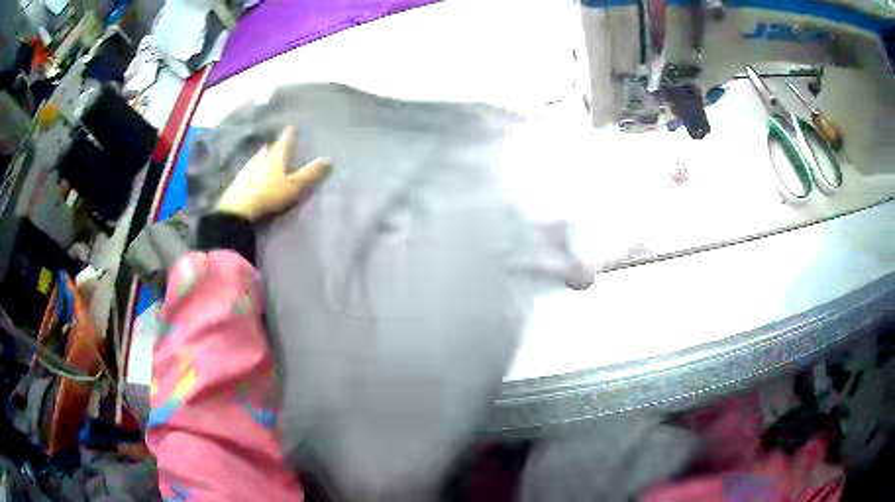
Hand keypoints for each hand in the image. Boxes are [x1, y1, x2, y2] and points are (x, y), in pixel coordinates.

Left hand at [215, 126, 330, 220]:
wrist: (238, 209)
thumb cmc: (269, 195)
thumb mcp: (293, 186)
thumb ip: (310, 174)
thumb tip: (329, 159)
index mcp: (275, 157)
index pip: (284, 142)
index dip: (289, 134)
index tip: (292, 127)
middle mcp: (260, 158)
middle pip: (268, 149)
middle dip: (274, 146)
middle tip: (277, 144)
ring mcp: (247, 169)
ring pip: (257, 158)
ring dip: (262, 156)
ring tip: (265, 156)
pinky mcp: (238, 181)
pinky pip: (248, 170)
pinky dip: (253, 169)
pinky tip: (252, 173)